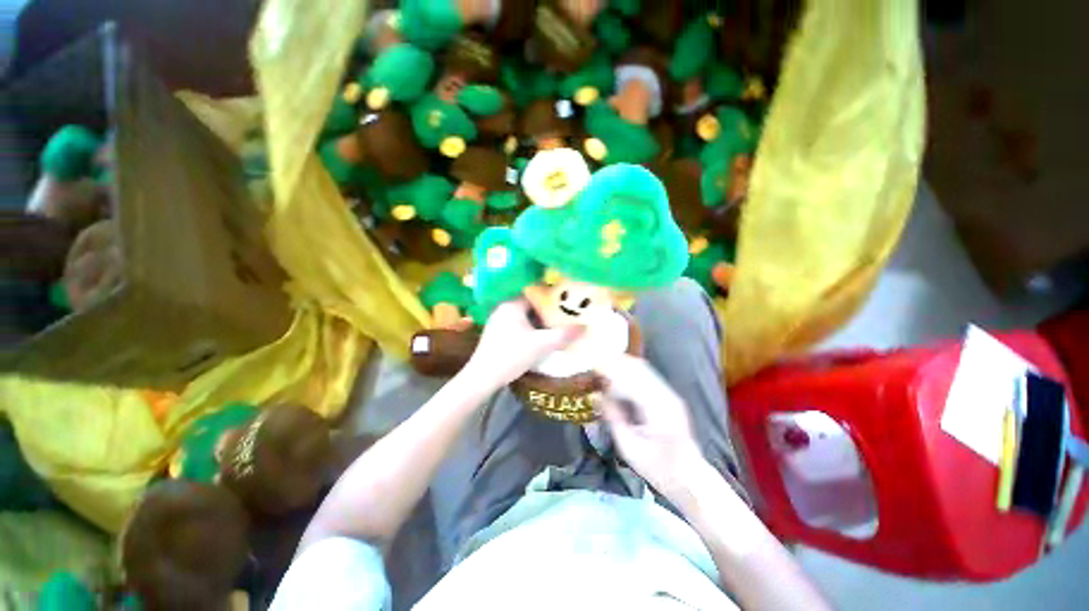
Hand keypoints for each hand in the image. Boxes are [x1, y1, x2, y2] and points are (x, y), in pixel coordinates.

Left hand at [462, 299, 583, 390]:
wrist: (483, 377)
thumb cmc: (512, 355)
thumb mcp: (542, 345)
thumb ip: (564, 335)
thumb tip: (585, 327)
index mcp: (512, 305)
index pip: (536, 294)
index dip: (552, 298)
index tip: (566, 303)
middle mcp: (503, 309)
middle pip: (530, 306)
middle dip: (546, 311)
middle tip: (563, 316)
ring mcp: (497, 321)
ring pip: (523, 316)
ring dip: (537, 321)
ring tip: (553, 327)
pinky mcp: (495, 334)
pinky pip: (516, 325)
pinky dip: (528, 329)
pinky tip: (537, 338)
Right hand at [595, 354, 707, 500]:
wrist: (690, 478)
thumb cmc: (658, 468)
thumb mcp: (629, 448)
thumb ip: (613, 418)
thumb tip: (596, 395)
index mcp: (658, 407)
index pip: (631, 377)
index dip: (611, 368)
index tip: (592, 365)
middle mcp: (666, 394)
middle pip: (639, 367)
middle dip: (615, 362)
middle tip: (594, 365)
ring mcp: (669, 394)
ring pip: (643, 369)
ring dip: (622, 366)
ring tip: (602, 369)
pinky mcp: (668, 397)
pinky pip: (646, 376)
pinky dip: (629, 373)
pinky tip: (616, 379)